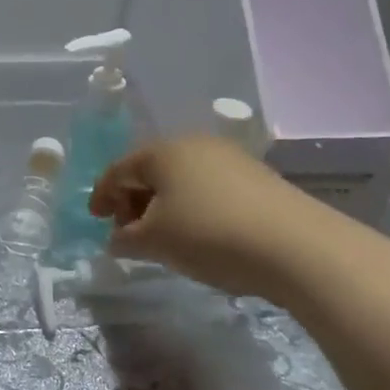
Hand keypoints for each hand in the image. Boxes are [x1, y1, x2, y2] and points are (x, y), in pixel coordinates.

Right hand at [89, 135, 318, 298]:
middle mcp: (194, 144)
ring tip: (163, 237)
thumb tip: (117, 238)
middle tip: (127, 232)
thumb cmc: (209, 234)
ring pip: (182, 179)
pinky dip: (193, 207)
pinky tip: (199, 234)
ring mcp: (229, 158)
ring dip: (164, 205)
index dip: (102, 195)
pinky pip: (208, 188)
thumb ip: (125, 238)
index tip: (94, 219)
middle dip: (133, 201)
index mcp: (162, 151)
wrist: (294, 245)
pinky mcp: (256, 177)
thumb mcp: (155, 241)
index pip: (119, 169)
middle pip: (151, 170)